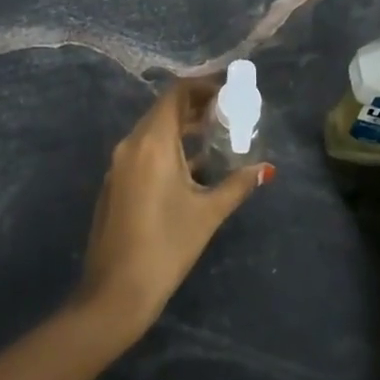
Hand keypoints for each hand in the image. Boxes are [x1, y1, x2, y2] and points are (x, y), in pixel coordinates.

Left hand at [77, 78, 273, 337]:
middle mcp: (131, 145)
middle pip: (164, 110)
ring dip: (182, 129)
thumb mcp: (208, 213)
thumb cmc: (166, 246)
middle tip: (230, 114)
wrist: (115, 292)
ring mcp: (118, 165)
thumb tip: (264, 169)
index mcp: (152, 143)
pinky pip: (143, 152)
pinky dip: (168, 148)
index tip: (230, 93)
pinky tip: (191, 168)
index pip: (176, 94)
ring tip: (216, 137)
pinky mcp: (115, 184)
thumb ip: (237, 184)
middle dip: (196, 107)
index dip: (203, 86)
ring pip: (153, 132)